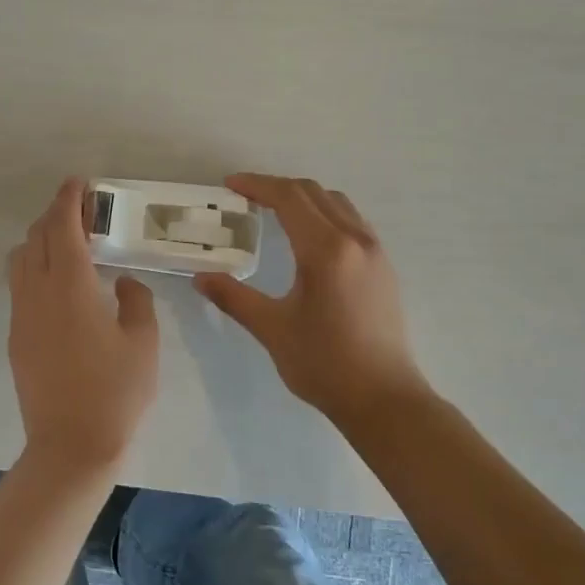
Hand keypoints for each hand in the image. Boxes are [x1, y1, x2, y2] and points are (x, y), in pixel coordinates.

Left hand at [8, 178, 159, 471]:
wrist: (71, 444)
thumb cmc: (116, 391)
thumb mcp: (143, 342)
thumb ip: (136, 301)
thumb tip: (123, 284)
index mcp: (71, 286)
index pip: (62, 228)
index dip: (68, 200)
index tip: (79, 183)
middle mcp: (37, 293)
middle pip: (36, 237)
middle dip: (55, 215)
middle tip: (82, 211)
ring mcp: (22, 316)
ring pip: (20, 260)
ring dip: (41, 241)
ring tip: (69, 245)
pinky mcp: (17, 338)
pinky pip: (19, 286)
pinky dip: (34, 268)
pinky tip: (59, 284)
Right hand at [194, 174, 432, 424]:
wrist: (384, 399)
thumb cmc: (324, 364)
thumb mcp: (272, 329)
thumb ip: (234, 297)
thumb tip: (200, 277)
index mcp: (326, 250)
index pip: (289, 198)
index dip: (257, 186)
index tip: (230, 185)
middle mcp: (355, 239)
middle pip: (314, 193)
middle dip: (278, 188)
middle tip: (245, 197)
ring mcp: (375, 252)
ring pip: (337, 203)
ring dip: (304, 198)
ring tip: (274, 211)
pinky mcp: (383, 267)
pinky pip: (352, 221)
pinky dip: (325, 214)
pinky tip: (308, 238)